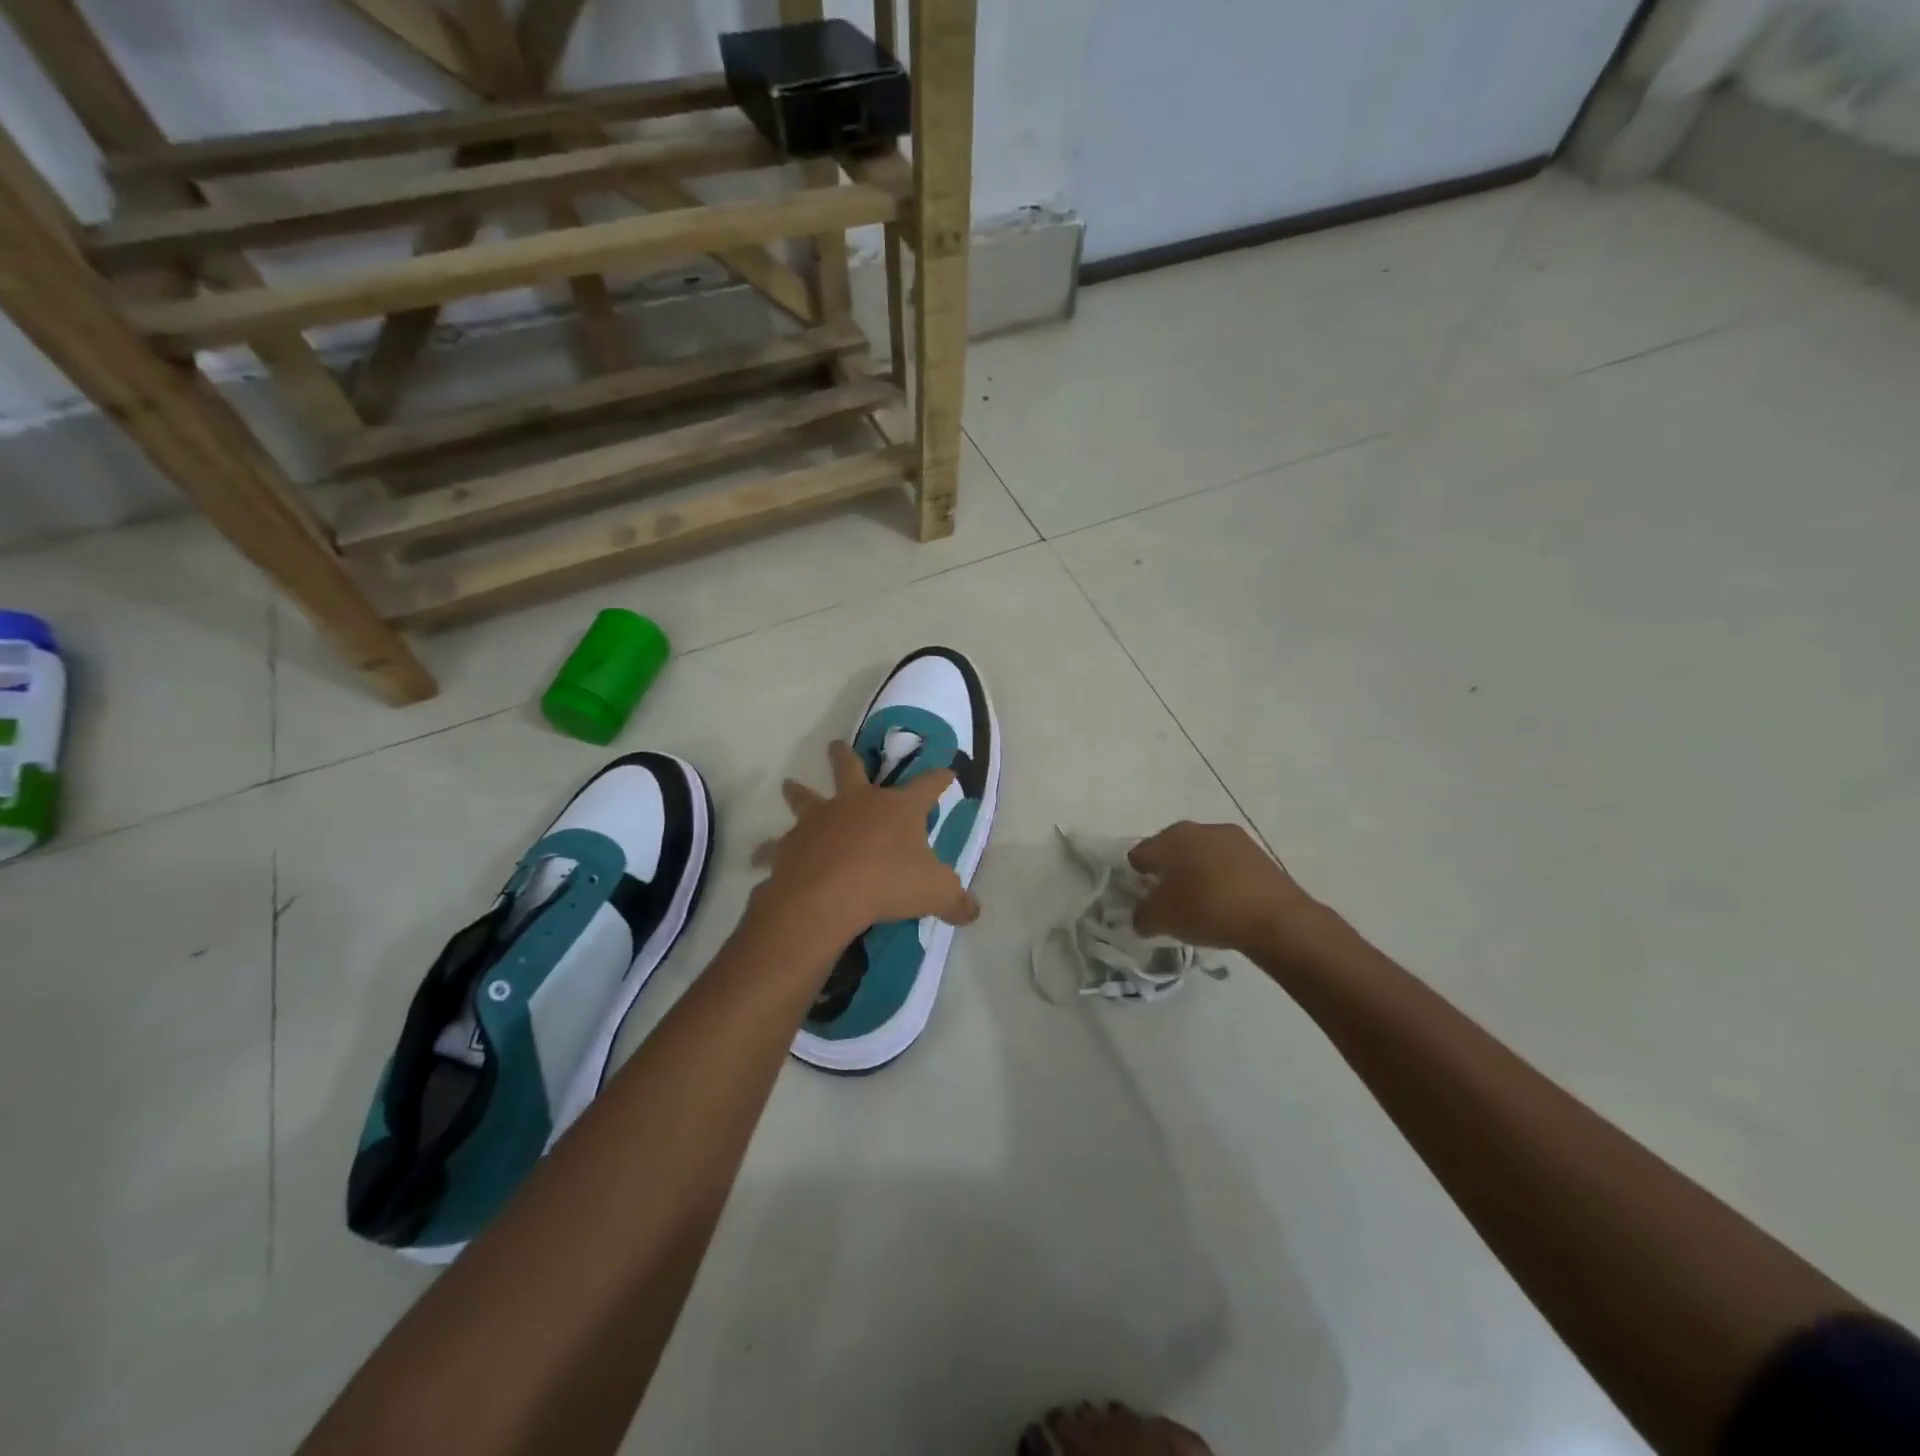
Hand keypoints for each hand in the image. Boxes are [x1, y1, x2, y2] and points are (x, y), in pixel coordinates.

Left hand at [752, 741, 980, 942]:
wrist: (828, 896)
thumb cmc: (888, 884)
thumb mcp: (936, 892)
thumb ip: (956, 900)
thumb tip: (974, 911)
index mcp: (897, 808)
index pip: (927, 786)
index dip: (939, 778)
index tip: (947, 771)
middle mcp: (856, 803)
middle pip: (851, 769)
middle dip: (846, 757)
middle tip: (835, 745)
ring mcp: (819, 821)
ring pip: (805, 797)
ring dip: (797, 791)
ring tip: (788, 784)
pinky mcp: (790, 845)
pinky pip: (774, 846)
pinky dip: (768, 850)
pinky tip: (759, 855)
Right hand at [1129, 821, 1321, 954]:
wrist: (1276, 919)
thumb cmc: (1207, 909)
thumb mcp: (1161, 920)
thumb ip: (1142, 916)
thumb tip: (1143, 916)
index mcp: (1170, 837)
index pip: (1140, 854)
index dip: (1136, 877)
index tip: (1145, 900)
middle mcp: (1199, 828)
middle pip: (1171, 850)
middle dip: (1167, 873)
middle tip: (1170, 903)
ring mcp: (1232, 838)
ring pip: (1201, 855)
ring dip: (1196, 875)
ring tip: (1201, 905)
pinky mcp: (1258, 853)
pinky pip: (1227, 865)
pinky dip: (1221, 880)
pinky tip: (1226, 904)